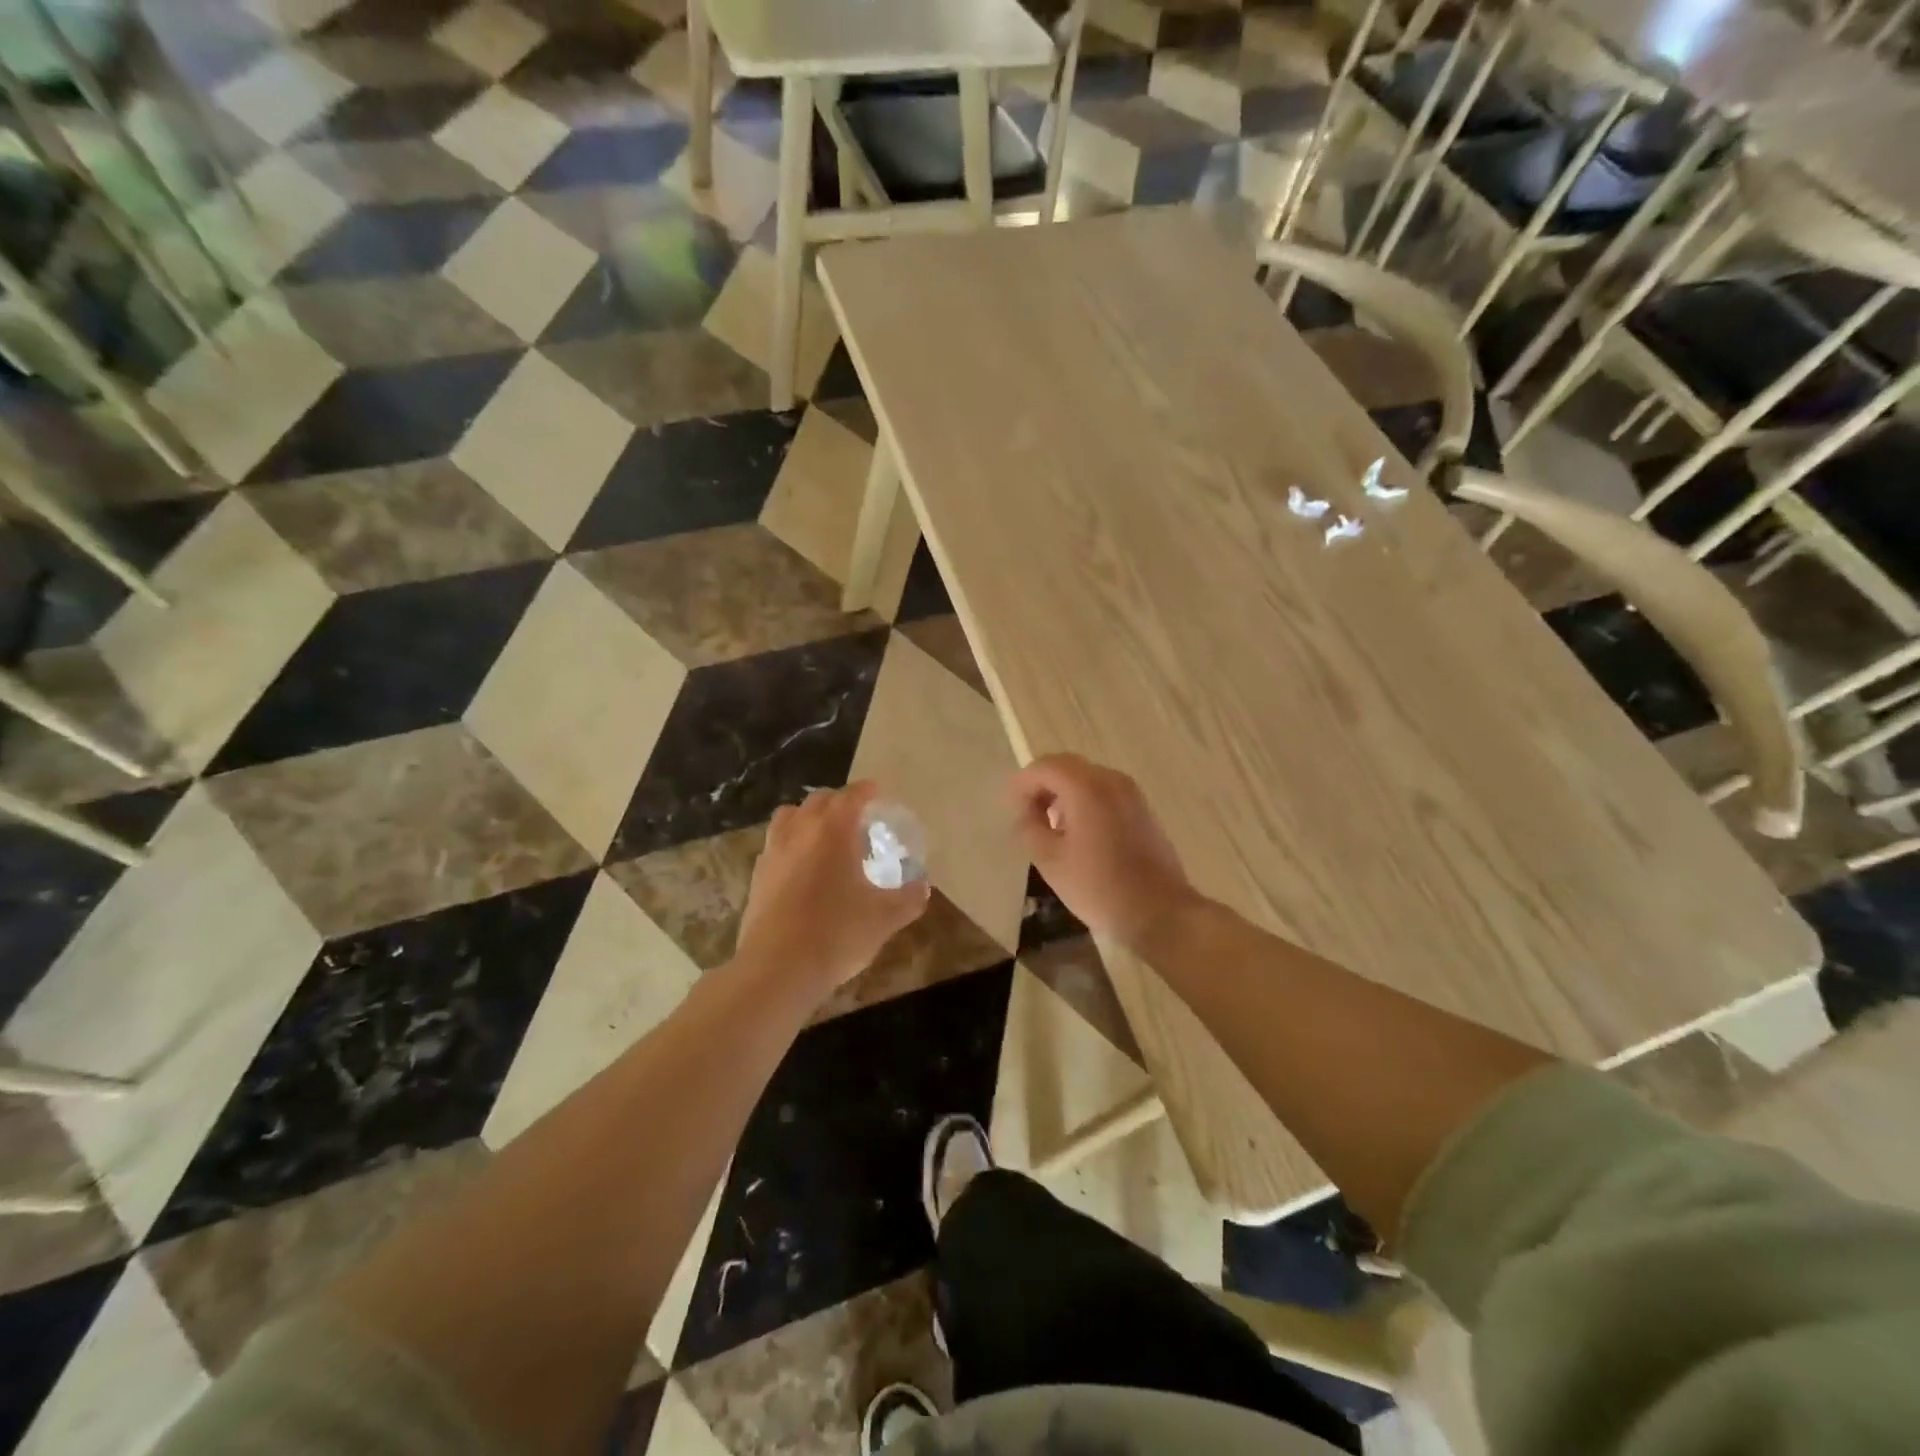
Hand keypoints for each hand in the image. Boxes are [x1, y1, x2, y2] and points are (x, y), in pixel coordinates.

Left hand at [735, 783, 930, 993]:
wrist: (777, 968)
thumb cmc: (836, 934)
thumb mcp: (884, 919)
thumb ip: (908, 899)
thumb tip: (923, 888)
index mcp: (833, 831)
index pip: (850, 796)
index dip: (865, 791)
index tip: (876, 792)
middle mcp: (800, 831)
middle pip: (818, 800)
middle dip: (838, 801)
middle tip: (856, 816)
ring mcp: (773, 852)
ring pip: (789, 817)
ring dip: (808, 816)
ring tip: (824, 835)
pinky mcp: (757, 876)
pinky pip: (776, 844)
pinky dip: (791, 842)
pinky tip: (801, 866)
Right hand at [1009, 754, 1200, 950]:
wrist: (1159, 912)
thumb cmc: (1099, 887)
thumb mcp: (1050, 860)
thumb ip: (1029, 827)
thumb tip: (1025, 811)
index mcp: (1086, 787)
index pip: (1044, 767)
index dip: (1022, 784)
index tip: (1011, 810)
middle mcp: (1111, 780)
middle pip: (1066, 766)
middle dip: (1042, 785)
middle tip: (1027, 815)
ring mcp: (1131, 793)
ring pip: (1086, 777)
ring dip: (1063, 793)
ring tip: (1050, 827)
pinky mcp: (1142, 809)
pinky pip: (1104, 792)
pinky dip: (1084, 801)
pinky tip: (1078, 833)